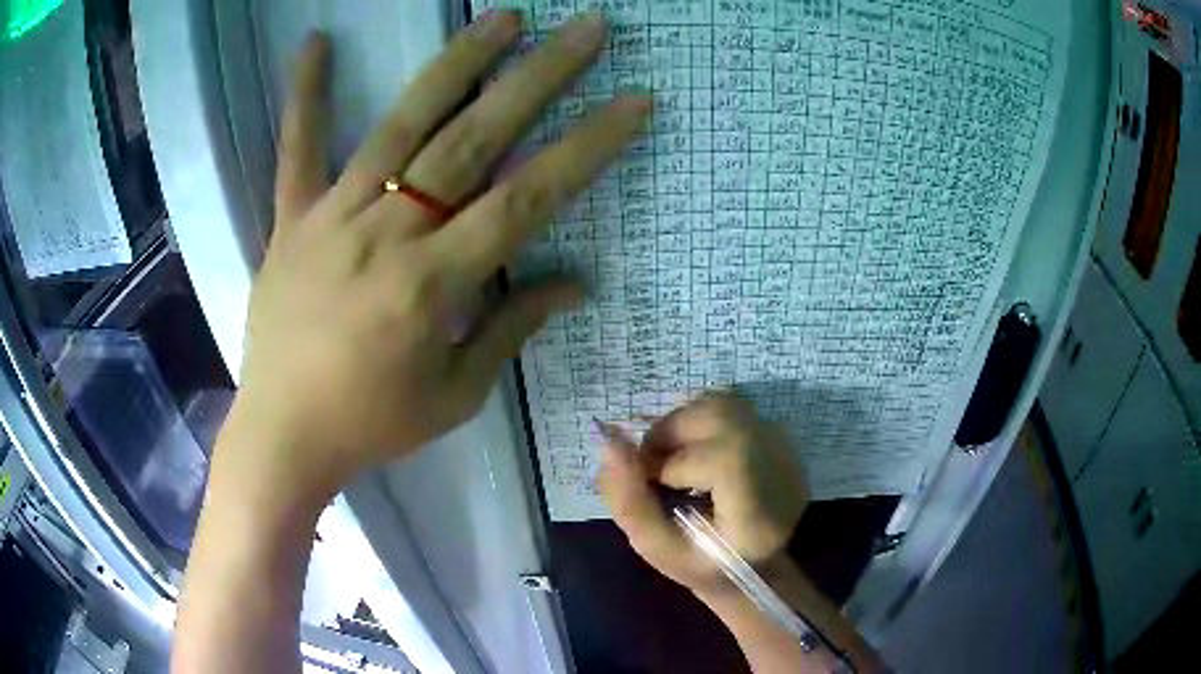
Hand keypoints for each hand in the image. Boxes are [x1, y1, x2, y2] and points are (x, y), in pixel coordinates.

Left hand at [222, 10, 649, 506]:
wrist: (284, 435)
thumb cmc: (373, 424)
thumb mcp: (456, 395)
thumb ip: (511, 327)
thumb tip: (574, 281)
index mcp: (433, 283)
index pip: (528, 197)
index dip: (587, 146)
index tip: (632, 103)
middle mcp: (387, 232)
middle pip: (473, 139)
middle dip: (538, 77)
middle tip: (585, 28)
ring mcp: (332, 215)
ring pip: (401, 125)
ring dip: (456, 64)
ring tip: (503, 17)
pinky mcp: (291, 218)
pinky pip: (295, 149)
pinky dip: (303, 95)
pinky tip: (314, 42)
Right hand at [597, 392, 808, 593]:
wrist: (758, 564)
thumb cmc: (705, 566)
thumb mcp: (658, 548)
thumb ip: (629, 501)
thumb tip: (610, 442)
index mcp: (758, 510)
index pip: (719, 459)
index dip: (672, 464)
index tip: (653, 486)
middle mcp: (780, 466)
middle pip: (718, 416)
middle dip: (670, 433)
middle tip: (653, 465)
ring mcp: (783, 446)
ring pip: (720, 402)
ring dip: (682, 423)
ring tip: (672, 457)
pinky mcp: (778, 434)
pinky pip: (730, 406)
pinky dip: (699, 420)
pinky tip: (694, 452)